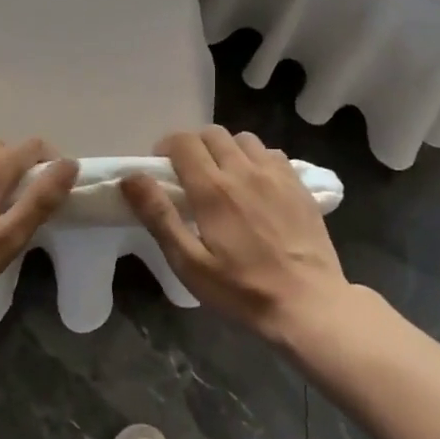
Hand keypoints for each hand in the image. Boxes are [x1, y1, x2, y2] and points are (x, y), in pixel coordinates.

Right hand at [121, 127, 346, 332]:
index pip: (183, 142)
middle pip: (212, 134)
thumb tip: (131, 178)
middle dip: (194, 146)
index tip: (162, 169)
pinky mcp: (299, 185)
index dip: (167, 148)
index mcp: (213, 189)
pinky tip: (255, 186)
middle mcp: (244, 171)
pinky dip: (256, 159)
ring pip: (243, 139)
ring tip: (223, 177)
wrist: (308, 304)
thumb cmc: (241, 290)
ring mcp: (276, 175)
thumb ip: (159, 216)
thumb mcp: (189, 262)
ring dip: (226, 150)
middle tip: (189, 175)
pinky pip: (271, 154)